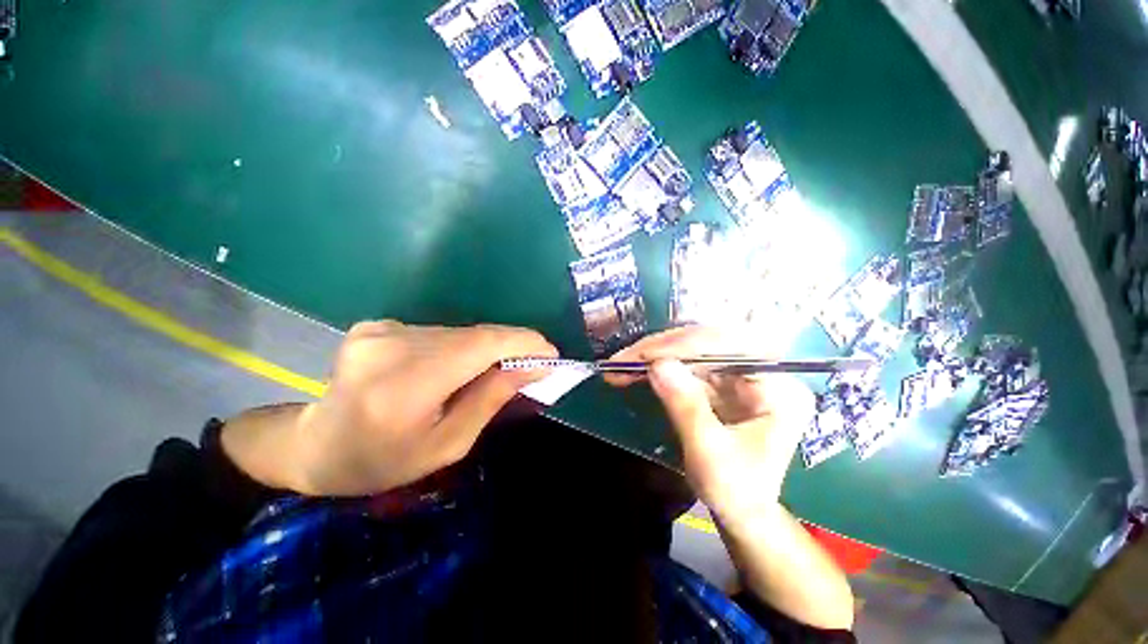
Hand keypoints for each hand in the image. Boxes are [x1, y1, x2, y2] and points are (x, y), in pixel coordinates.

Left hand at [286, 321, 555, 495]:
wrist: (315, 446)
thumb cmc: (383, 461)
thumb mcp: (447, 445)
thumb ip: (491, 399)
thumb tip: (533, 366)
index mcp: (404, 386)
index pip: (479, 346)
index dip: (522, 342)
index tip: (551, 353)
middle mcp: (391, 346)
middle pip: (473, 336)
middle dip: (510, 347)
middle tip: (533, 365)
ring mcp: (381, 330)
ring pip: (458, 333)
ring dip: (484, 349)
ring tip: (492, 373)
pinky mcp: (379, 325)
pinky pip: (438, 333)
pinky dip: (459, 347)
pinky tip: (454, 369)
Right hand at [606, 326, 814, 522]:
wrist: (741, 511)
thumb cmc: (736, 490)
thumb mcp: (710, 453)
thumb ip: (686, 407)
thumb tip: (657, 365)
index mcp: (778, 388)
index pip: (730, 348)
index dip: (684, 346)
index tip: (644, 355)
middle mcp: (761, 372)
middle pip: (708, 342)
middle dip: (662, 349)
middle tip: (624, 358)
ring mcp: (738, 374)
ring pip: (691, 350)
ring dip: (654, 355)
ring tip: (620, 364)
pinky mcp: (719, 381)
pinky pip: (685, 365)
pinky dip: (657, 367)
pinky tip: (633, 371)